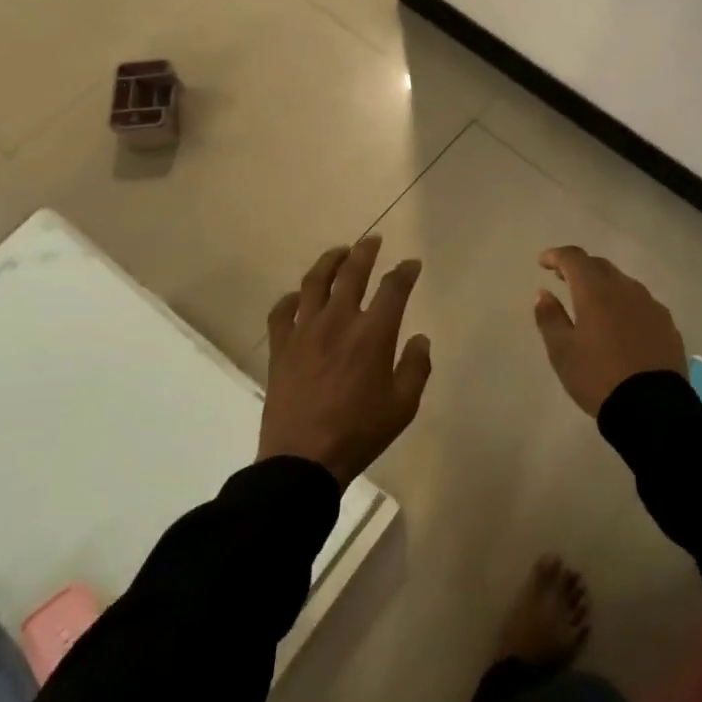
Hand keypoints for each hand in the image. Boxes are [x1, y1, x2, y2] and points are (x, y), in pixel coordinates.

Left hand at [259, 235, 430, 487]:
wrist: (302, 460)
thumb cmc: (360, 433)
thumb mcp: (403, 406)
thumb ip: (416, 367)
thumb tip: (420, 338)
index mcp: (373, 334)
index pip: (393, 288)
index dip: (405, 271)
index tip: (411, 264)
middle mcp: (338, 321)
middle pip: (352, 273)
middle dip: (365, 252)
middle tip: (373, 241)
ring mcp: (305, 331)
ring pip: (315, 282)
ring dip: (329, 261)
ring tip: (339, 252)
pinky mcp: (281, 347)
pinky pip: (282, 311)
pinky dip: (291, 298)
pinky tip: (298, 296)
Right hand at [533, 246, 686, 416]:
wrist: (652, 409)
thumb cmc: (598, 377)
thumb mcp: (562, 352)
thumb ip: (550, 317)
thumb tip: (544, 293)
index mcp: (596, 291)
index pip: (574, 258)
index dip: (556, 255)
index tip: (543, 262)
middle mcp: (626, 289)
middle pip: (600, 266)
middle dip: (580, 268)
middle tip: (563, 278)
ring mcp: (650, 305)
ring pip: (622, 283)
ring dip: (603, 285)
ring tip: (591, 303)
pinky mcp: (667, 323)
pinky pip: (640, 303)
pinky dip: (624, 304)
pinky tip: (620, 324)